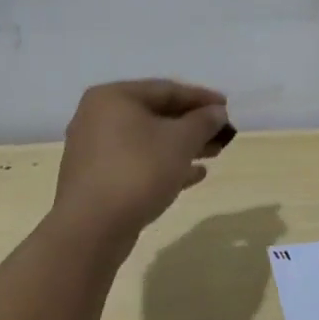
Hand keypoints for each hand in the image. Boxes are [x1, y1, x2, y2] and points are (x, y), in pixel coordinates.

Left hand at [52, 80, 230, 247]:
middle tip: (222, 133)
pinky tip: (194, 175)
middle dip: (192, 125)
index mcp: (114, 97)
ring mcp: (94, 151)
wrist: (91, 229)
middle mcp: (98, 118)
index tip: (227, 107)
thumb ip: (203, 121)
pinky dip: (164, 165)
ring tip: (214, 153)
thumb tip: (217, 112)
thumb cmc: (138, 170)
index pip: (166, 90)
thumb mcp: (180, 141)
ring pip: (148, 141)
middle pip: (156, 115)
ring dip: (182, 146)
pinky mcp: (97, 180)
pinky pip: (137, 163)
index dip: (201, 98)